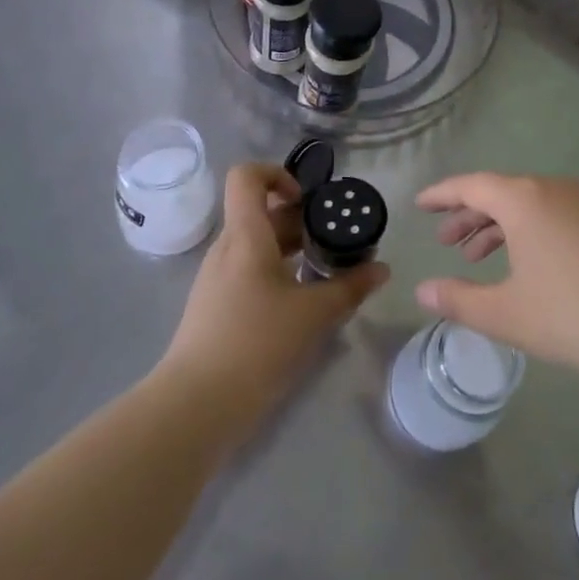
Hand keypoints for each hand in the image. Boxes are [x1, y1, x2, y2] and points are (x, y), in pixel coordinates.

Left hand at [159, 163, 386, 427]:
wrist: (196, 405)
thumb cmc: (256, 344)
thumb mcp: (313, 314)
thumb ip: (350, 287)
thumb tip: (382, 269)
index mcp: (245, 236)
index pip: (247, 176)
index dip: (278, 174)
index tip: (307, 200)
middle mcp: (227, 248)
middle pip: (260, 212)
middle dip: (300, 220)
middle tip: (335, 240)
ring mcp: (217, 278)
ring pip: (257, 244)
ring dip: (291, 248)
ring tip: (325, 270)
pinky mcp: (216, 305)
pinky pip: (249, 270)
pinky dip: (277, 272)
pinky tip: (301, 301)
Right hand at [414, 173, 578, 397]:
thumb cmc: (574, 317)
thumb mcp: (507, 314)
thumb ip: (459, 300)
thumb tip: (422, 290)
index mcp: (524, 200)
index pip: (471, 185)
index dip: (442, 195)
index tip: (419, 204)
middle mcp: (553, 189)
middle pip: (500, 192)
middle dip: (468, 214)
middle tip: (445, 241)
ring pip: (527, 205)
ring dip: (497, 226)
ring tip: (476, 257)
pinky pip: (551, 214)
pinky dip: (526, 231)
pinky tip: (523, 264)